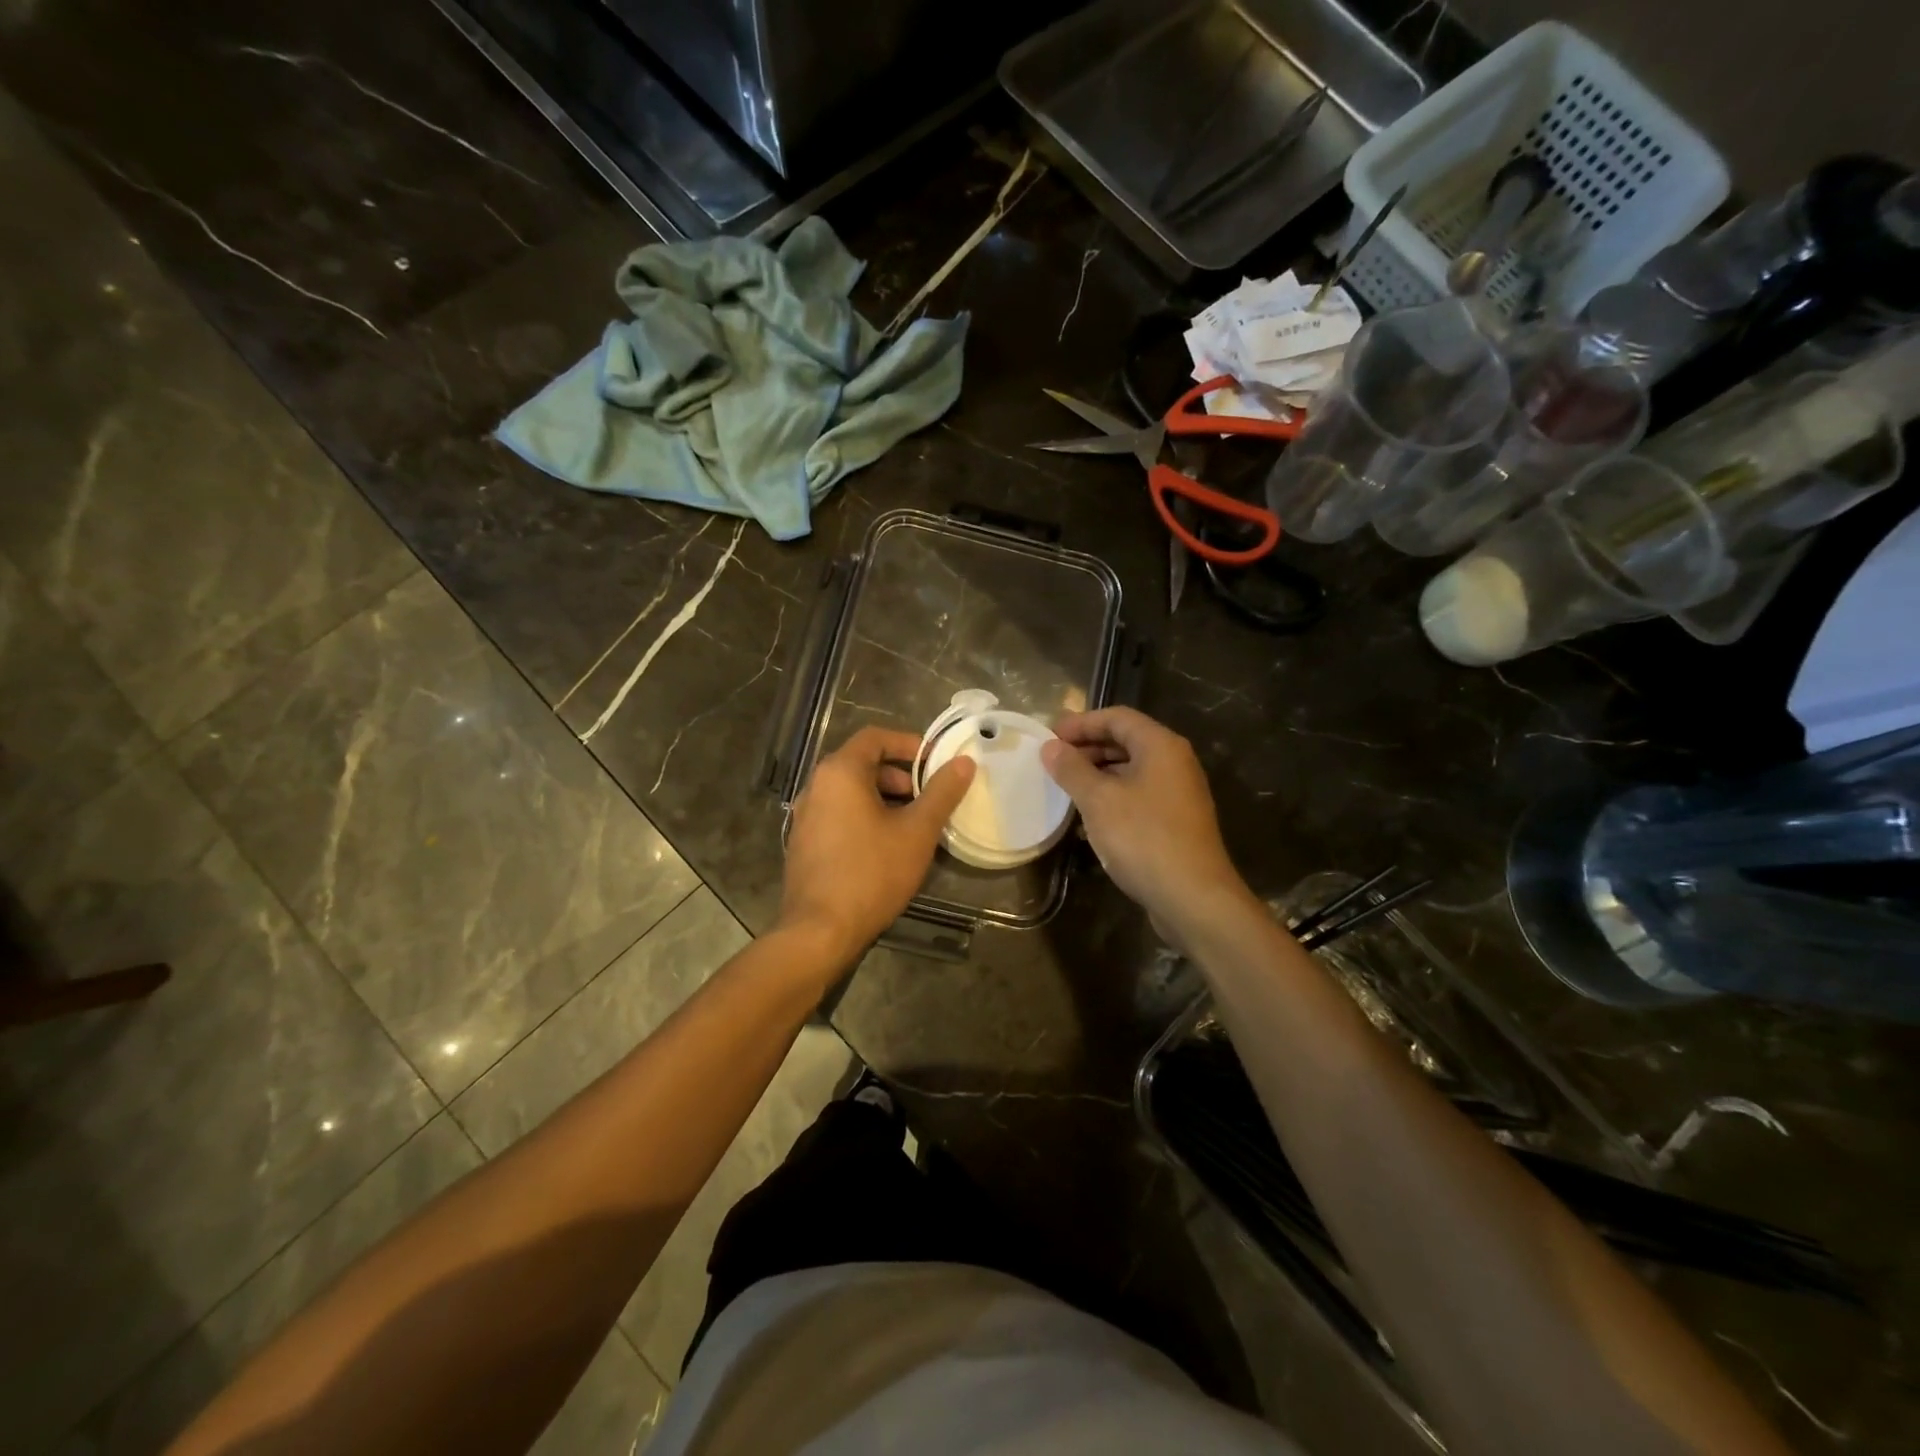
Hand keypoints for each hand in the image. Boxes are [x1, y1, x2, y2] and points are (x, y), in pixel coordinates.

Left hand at [779, 726, 974, 972]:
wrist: (820, 931)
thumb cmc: (872, 873)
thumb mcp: (917, 831)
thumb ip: (942, 792)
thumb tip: (964, 762)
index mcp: (840, 773)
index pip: (875, 737)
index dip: (909, 743)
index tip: (936, 762)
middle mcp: (816, 787)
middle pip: (862, 764)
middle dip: (900, 776)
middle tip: (929, 798)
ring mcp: (806, 816)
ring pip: (851, 793)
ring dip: (885, 799)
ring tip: (914, 825)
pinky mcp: (804, 843)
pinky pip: (839, 815)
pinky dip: (865, 818)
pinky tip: (887, 847)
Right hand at [1041, 707, 1252, 941]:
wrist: (1193, 897)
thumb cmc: (1143, 838)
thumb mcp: (1098, 800)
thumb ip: (1072, 769)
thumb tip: (1050, 747)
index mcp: (1160, 746)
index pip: (1117, 717)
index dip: (1081, 723)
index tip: (1049, 737)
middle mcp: (1175, 762)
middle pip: (1126, 740)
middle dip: (1088, 747)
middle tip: (1054, 761)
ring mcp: (1179, 792)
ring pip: (1132, 769)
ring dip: (1098, 773)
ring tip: (1066, 787)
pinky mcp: (1176, 820)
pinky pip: (1139, 794)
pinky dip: (1113, 796)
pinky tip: (1090, 817)